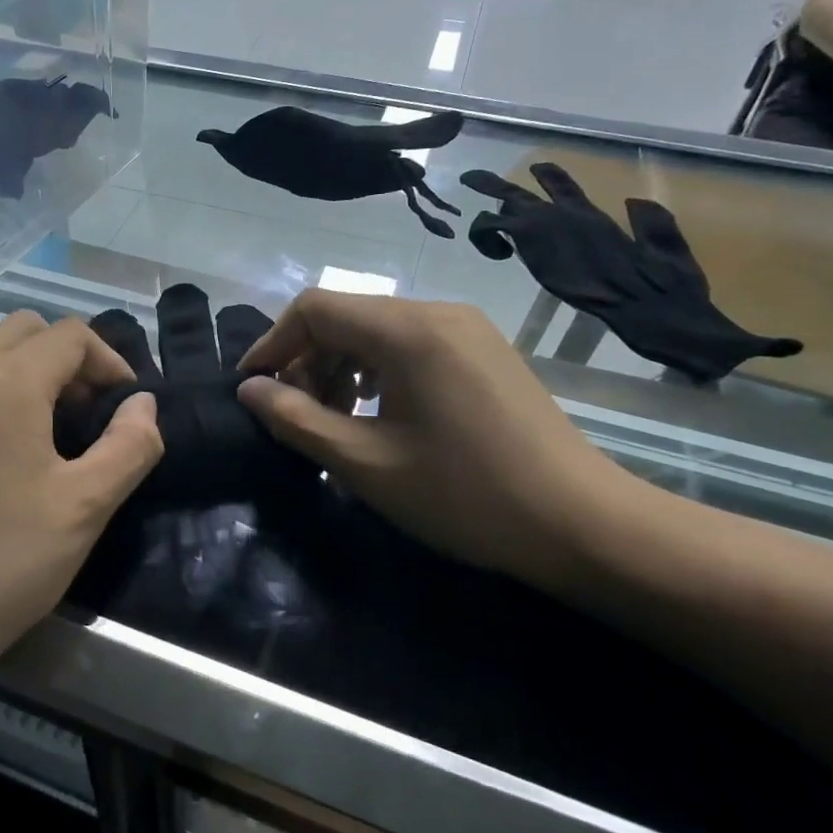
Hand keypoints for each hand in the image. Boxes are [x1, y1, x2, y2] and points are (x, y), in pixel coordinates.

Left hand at [0, 312, 161, 693]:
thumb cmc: (1, 565)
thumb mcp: (85, 507)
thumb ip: (130, 445)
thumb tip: (143, 404)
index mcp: (3, 382)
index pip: (69, 335)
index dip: (109, 362)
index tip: (125, 407)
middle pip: (24, 330)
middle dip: (66, 357)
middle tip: (87, 411)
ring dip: (24, 368)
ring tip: (45, 426)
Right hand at [236, 291, 634, 581]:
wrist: (583, 524)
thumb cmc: (465, 495)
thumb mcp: (365, 464)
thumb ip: (297, 420)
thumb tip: (249, 390)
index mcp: (407, 330)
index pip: (315, 308)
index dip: (273, 343)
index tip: (253, 389)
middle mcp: (437, 312)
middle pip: (346, 315)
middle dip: (307, 360)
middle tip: (296, 416)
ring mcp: (467, 328)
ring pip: (378, 329)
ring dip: (342, 366)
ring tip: (336, 419)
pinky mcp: (485, 350)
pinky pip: (412, 343)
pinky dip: (379, 370)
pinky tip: (380, 413)